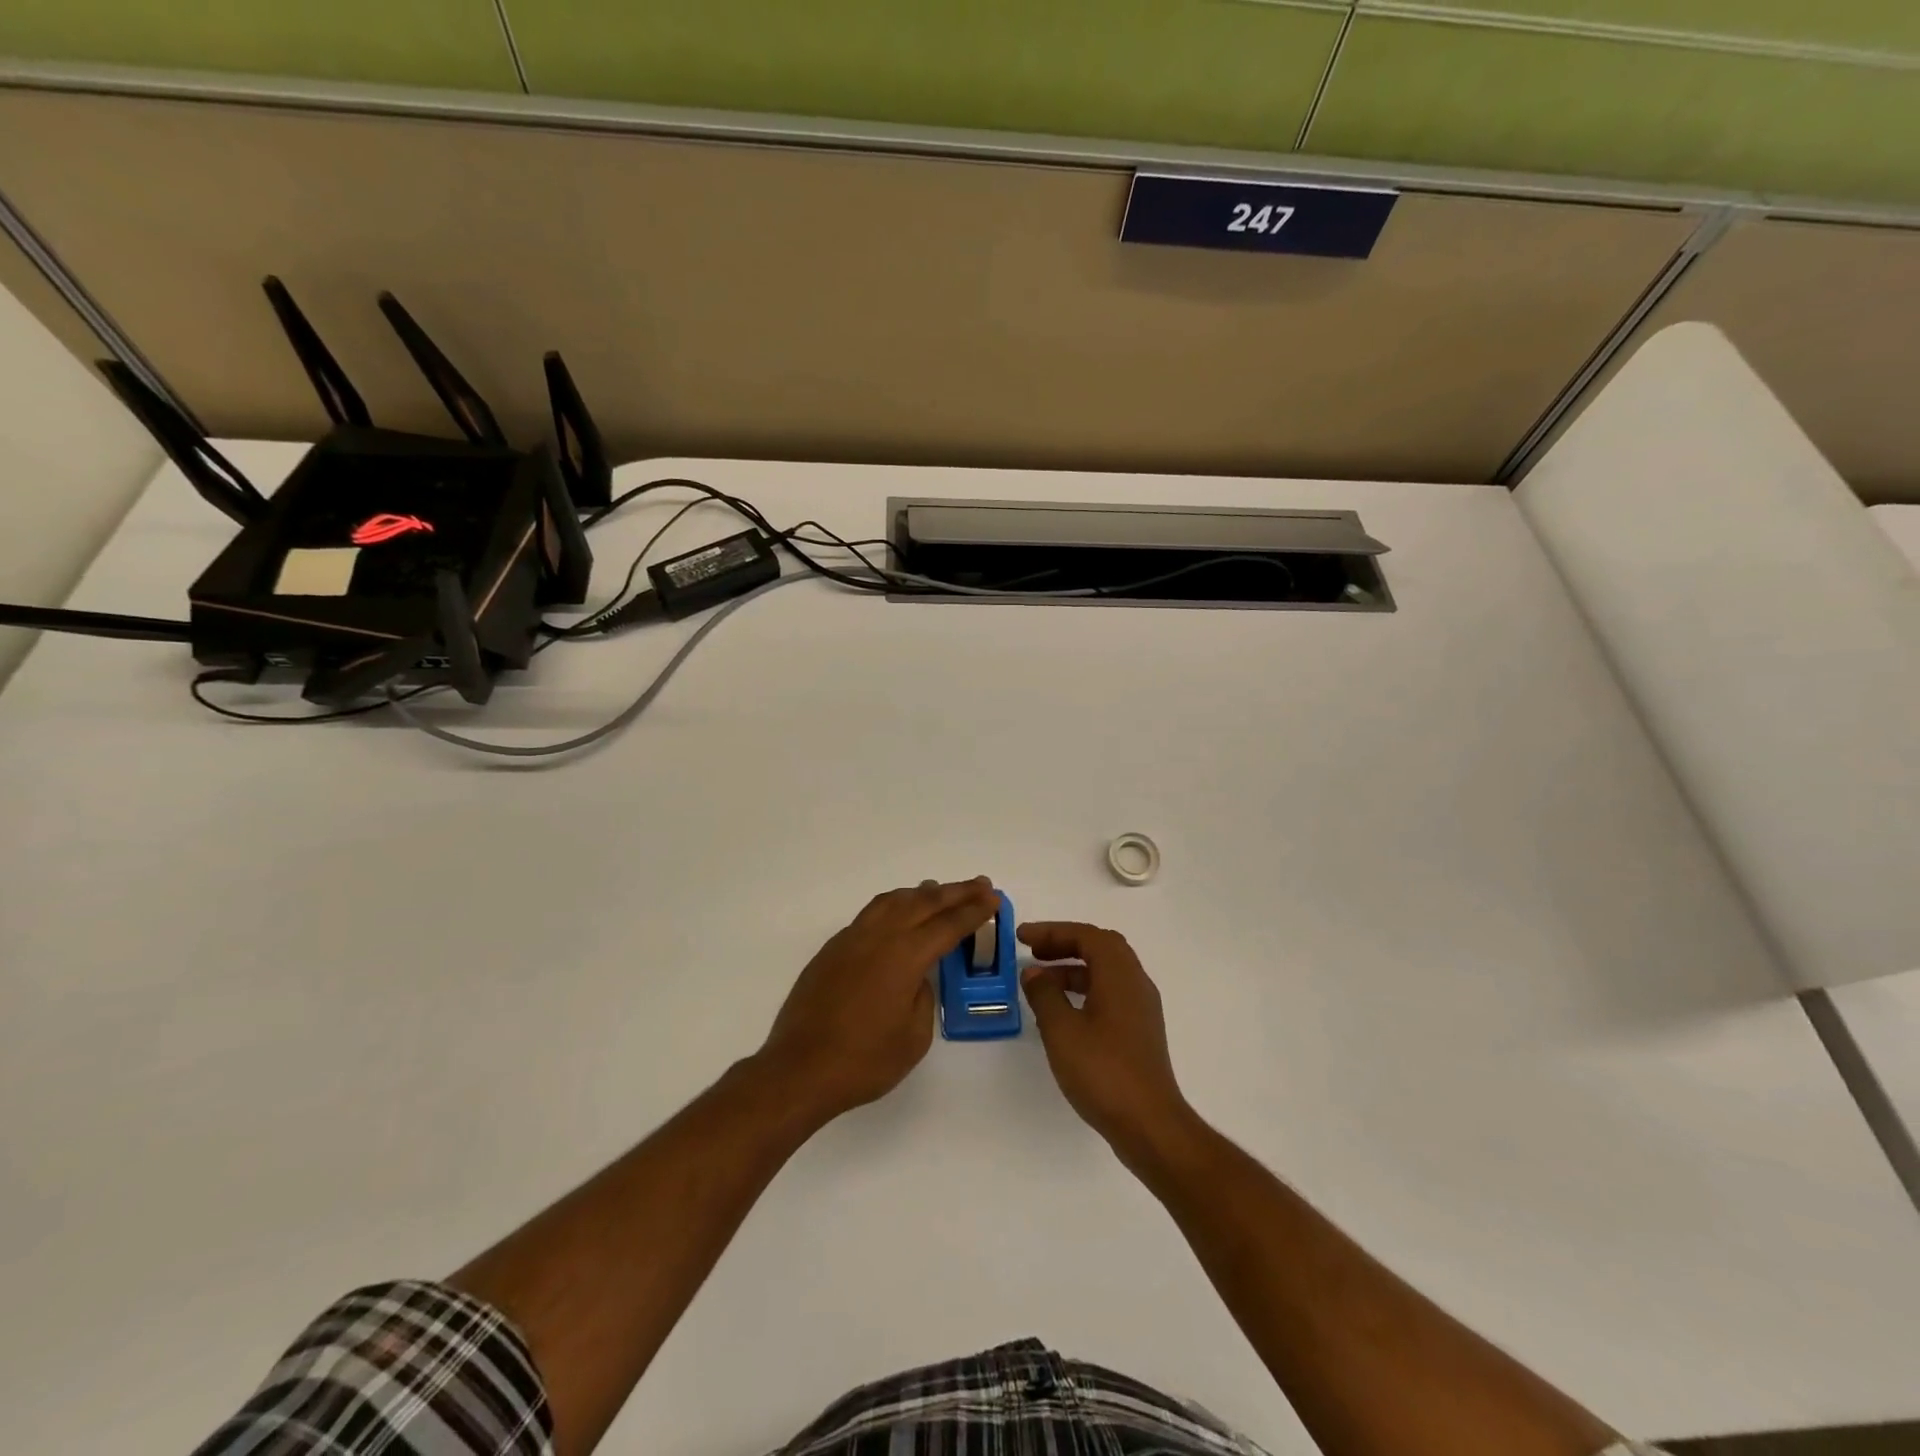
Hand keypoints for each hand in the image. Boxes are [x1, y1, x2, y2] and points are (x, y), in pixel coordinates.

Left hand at [758, 878, 997, 1122]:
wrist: (800, 1069)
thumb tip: (919, 975)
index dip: (975, 911)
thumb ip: (924, 995)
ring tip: (940, 890)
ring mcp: (852, 938)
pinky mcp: (833, 948)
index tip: (994, 899)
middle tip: (980, 885)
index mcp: (905, 956)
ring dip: (922, 892)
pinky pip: (871, 913)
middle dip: (956, 892)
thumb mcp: (913, 1036)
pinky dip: (894, 904)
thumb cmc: (864, 1061)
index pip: (948, 924)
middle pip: (924, 902)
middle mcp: (879, 936)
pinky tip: (899, 911)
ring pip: (893, 900)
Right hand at [1019, 922, 1195, 1164]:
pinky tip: (1063, 1011)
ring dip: (1073, 968)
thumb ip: (1044, 995)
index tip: (1022, 937)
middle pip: (1101, 947)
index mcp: (1120, 975)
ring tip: (1041, 982)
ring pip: (1106, 971)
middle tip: (1033, 952)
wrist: (1150, 1125)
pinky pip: (1110, 993)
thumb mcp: (1062, 1030)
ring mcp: (1141, 1008)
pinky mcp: (1140, 1031)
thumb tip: (1034, 973)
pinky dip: (1085, 989)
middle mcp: (1136, 983)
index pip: (1087, 935)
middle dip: (1065, 944)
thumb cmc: (1103, 1071)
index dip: (1052, 931)